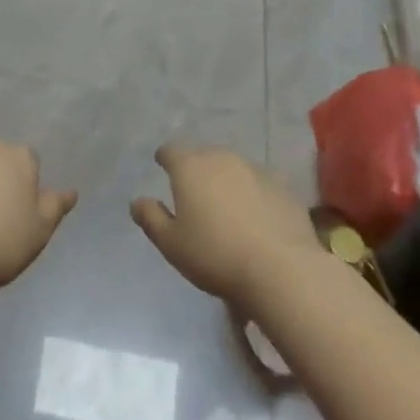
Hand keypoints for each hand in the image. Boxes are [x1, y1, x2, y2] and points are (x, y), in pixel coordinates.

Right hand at [131, 144, 319, 309]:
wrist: (280, 269)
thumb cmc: (216, 255)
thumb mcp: (172, 244)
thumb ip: (151, 219)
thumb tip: (137, 201)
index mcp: (190, 167)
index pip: (171, 150)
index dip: (165, 157)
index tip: (162, 165)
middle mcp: (221, 158)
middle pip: (203, 155)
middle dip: (196, 168)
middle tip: (194, 192)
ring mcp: (254, 168)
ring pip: (232, 167)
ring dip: (226, 179)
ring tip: (226, 204)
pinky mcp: (282, 185)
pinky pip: (259, 182)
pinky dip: (253, 192)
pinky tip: (257, 214)